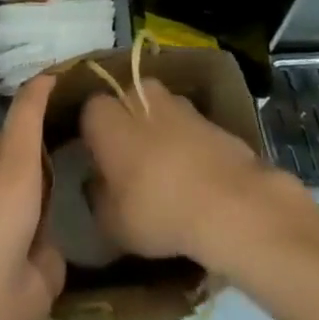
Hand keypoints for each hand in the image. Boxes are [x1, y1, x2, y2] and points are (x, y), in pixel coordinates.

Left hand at [0, 75, 63, 319]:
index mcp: (7, 180)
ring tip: (18, 232)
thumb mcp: (34, 301)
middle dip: (30, 153)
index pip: (26, 111)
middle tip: (50, 193)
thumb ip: (48, 256)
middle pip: (7, 140)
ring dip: (4, 182)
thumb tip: (38, 241)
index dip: (43, 88)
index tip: (58, 78)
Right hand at [80, 77, 290, 272]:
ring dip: (159, 133)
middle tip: (131, 166)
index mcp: (107, 115)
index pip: (89, 114)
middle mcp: (138, 95)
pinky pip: (187, 129)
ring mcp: (178, 102)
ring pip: (159, 113)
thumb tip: (98, 186)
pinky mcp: (209, 117)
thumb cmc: (156, 209)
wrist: (229, 202)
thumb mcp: (112, 223)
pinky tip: (193, 179)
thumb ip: (98, 199)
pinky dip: (187, 145)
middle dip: (127, 127)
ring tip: (165, 174)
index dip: (93, 139)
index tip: (99, 166)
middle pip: (126, 104)